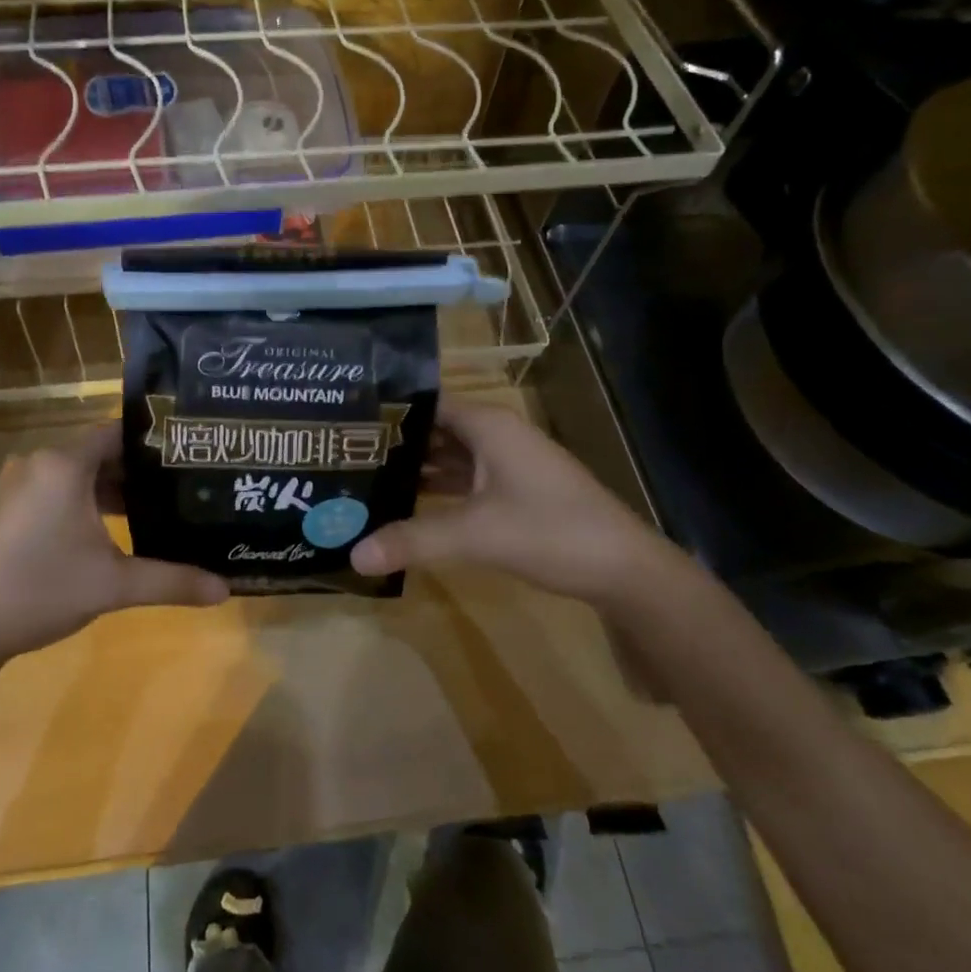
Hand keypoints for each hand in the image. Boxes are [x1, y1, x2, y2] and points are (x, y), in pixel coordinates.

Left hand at [0, 423, 228, 666]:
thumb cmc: (39, 591)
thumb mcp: (113, 585)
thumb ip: (172, 581)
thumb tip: (226, 589)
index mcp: (64, 464)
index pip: (119, 432)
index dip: (154, 441)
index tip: (188, 454)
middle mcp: (38, 462)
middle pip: (99, 453)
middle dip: (138, 471)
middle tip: (180, 486)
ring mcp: (16, 484)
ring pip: (76, 473)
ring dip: (110, 490)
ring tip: (153, 509)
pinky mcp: (4, 508)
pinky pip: (54, 489)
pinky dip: (82, 501)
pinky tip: (106, 531)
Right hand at [351, 402, 672, 603]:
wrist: (625, 569)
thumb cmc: (550, 531)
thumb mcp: (476, 534)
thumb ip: (413, 540)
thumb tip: (353, 555)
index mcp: (488, 425)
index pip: (426, 402)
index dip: (388, 411)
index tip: (345, 423)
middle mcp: (497, 435)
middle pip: (435, 429)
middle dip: (395, 443)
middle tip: (345, 455)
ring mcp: (509, 464)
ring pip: (451, 456)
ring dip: (416, 468)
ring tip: (365, 479)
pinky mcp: (516, 491)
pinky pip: (466, 480)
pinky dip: (439, 489)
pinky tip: (408, 505)